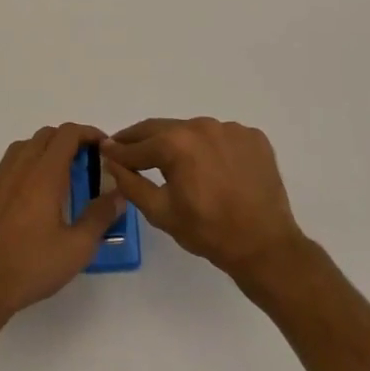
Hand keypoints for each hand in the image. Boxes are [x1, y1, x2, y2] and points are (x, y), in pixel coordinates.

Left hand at [0, 124, 126, 331]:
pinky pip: (8, 166)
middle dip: (69, 140)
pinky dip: (26, 167)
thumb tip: (118, 194)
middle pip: (45, 135)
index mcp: (43, 175)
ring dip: (45, 150)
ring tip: (61, 175)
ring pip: (24, 147)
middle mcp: (18, 169)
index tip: (104, 147)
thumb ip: (100, 217)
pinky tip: (32, 195)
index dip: (89, 133)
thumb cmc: (30, 267)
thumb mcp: (76, 248)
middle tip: (86, 163)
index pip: (67, 134)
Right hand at [103, 117, 305, 283]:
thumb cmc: (207, 231)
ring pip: (193, 131)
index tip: (105, 151)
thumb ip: (131, 183)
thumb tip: (111, 160)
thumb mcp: (160, 212)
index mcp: (176, 143)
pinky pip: (221, 137)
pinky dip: (209, 148)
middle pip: (163, 129)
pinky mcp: (253, 137)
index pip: (137, 145)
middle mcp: (202, 126)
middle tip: (125, 147)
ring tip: (170, 160)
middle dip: (141, 139)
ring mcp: (231, 129)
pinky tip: (210, 168)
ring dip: (178, 142)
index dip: (118, 150)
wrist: (264, 244)